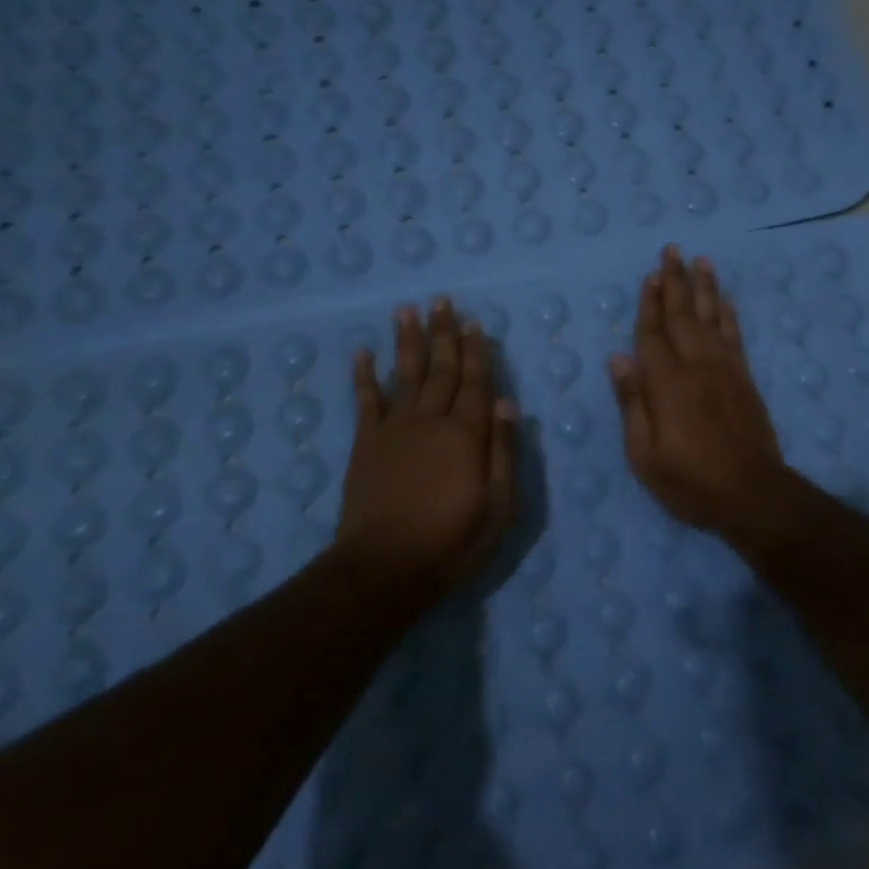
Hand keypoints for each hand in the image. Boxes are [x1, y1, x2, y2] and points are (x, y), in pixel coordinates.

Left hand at [338, 297, 516, 596]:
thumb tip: (505, 403)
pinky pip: (364, 402)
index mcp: (466, 434)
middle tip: (442, 301)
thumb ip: (503, 451)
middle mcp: (430, 421)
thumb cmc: (452, 540)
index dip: (476, 352)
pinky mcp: (365, 444)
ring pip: (404, 375)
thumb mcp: (499, 505)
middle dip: (443, 334)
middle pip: (440, 369)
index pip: (475, 383)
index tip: (474, 323)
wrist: (385, 566)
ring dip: (407, 341)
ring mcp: (394, 430)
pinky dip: (363, 376)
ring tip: (407, 310)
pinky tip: (362, 353)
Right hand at [609, 245, 792, 541]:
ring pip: (711, 318)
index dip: (649, 304)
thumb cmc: (690, 481)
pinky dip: (728, 315)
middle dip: (675, 282)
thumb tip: (618, 358)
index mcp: (666, 384)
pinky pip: (734, 337)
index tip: (649, 275)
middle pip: (682, 316)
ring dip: (704, 288)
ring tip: (700, 261)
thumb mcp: (644, 455)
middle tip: (672, 250)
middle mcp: (696, 367)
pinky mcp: (745, 380)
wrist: (752, 494)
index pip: (652, 334)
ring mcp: (725, 370)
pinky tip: (724, 301)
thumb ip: (632, 403)